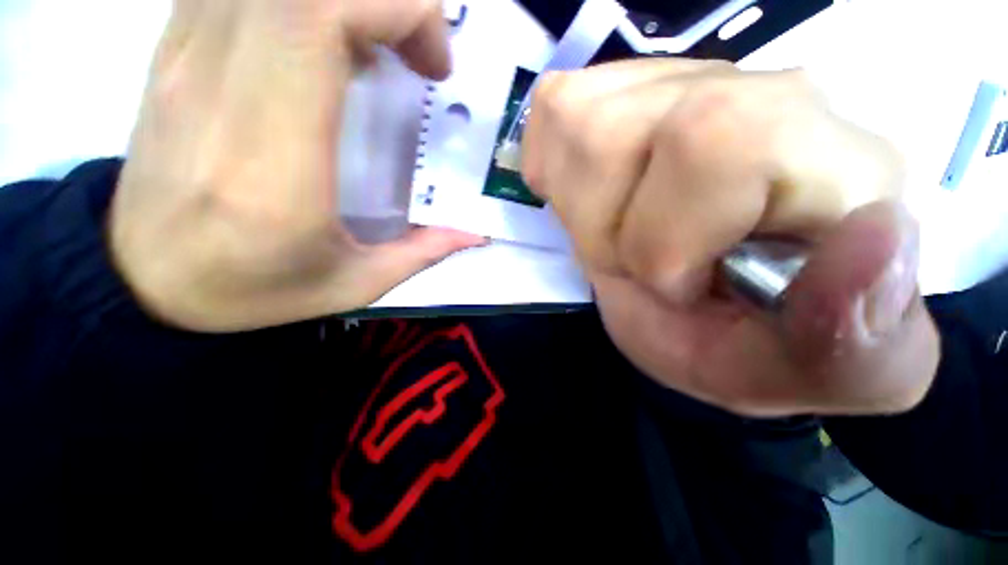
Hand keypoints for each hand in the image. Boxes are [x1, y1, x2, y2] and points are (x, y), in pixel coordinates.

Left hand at [110, 0, 481, 331]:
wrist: (144, 280)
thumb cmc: (251, 291)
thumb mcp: (355, 285)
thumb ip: (423, 252)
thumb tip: (476, 230)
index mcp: (269, 156)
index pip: (317, 13)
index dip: (394, 9)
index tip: (432, 65)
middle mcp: (216, 85)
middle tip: (418, 56)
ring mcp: (183, 58)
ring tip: (380, 49)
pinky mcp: (173, 51)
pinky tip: (328, 41)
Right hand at [523, 59, 939, 416]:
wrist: (699, 304)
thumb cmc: (752, 344)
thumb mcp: (814, 375)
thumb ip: (862, 342)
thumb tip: (879, 238)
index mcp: (830, 163)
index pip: (713, 144)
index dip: (662, 240)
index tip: (679, 287)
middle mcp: (754, 93)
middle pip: (613, 133)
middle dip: (604, 231)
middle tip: (640, 261)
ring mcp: (672, 83)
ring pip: (573, 123)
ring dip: (579, 209)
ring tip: (618, 231)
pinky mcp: (613, 93)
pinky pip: (551, 114)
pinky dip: (553, 171)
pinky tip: (590, 198)